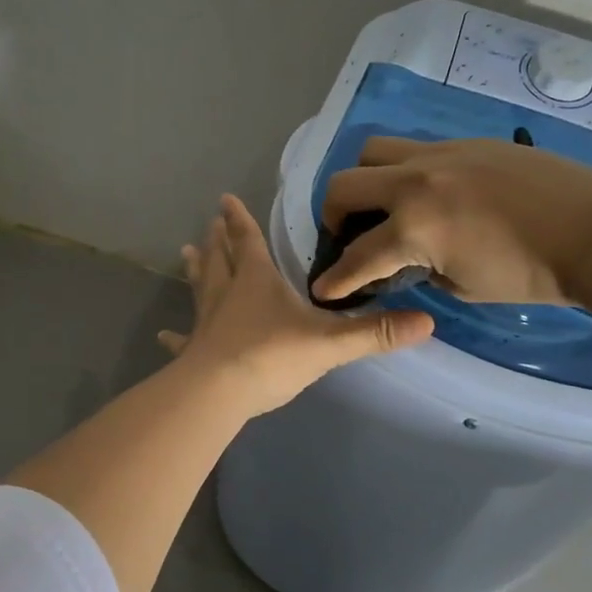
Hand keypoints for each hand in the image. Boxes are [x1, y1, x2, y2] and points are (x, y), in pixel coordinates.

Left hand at [160, 195, 433, 415]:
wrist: (220, 393)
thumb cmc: (272, 356)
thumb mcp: (330, 343)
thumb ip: (375, 332)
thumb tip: (428, 322)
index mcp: (257, 281)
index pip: (248, 241)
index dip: (239, 220)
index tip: (224, 199)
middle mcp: (227, 294)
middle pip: (220, 259)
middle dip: (217, 240)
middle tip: (208, 224)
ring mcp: (207, 322)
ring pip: (200, 289)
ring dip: (196, 271)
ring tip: (186, 253)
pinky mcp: (194, 351)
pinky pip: (183, 339)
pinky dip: (175, 336)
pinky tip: (163, 334)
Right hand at [312, 137, 591, 326]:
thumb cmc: (533, 275)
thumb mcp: (465, 288)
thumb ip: (424, 270)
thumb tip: (411, 260)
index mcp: (414, 228)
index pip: (356, 257)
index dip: (334, 279)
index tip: (323, 289)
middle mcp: (415, 182)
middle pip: (344, 185)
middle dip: (332, 215)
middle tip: (346, 234)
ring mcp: (441, 154)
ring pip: (374, 150)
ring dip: (364, 178)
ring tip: (381, 201)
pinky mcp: (467, 142)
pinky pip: (417, 148)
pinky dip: (406, 170)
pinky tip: (430, 191)